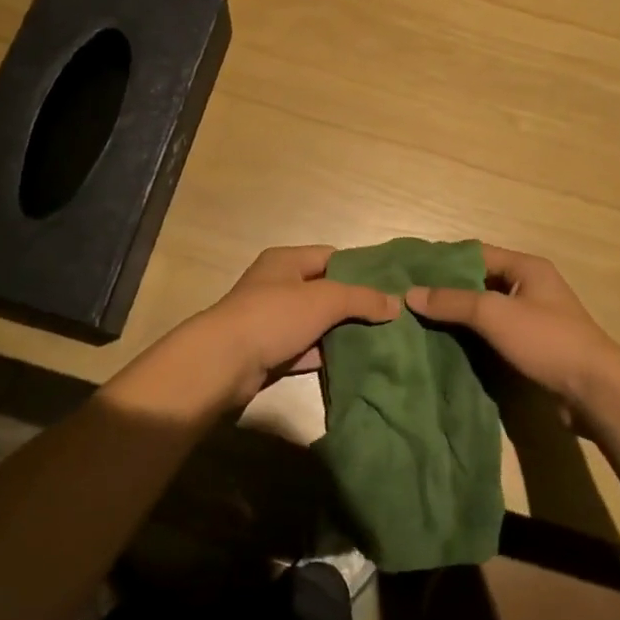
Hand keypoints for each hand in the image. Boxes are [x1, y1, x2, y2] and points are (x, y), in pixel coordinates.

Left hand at [175, 245, 400, 406]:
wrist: (223, 363)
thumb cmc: (274, 316)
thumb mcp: (325, 300)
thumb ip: (361, 299)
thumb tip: (396, 303)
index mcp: (286, 261)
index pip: (331, 257)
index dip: (360, 269)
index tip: (390, 285)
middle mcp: (277, 285)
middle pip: (324, 290)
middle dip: (354, 304)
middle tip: (391, 318)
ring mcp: (272, 320)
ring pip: (316, 322)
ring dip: (341, 332)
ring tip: (380, 340)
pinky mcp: (270, 351)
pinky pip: (305, 349)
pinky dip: (325, 355)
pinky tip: (354, 363)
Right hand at [406, 245, 619, 407]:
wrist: (595, 391)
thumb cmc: (546, 340)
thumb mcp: (495, 314)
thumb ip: (453, 302)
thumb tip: (410, 294)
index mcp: (526, 267)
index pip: (475, 253)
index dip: (443, 261)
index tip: (410, 271)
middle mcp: (530, 286)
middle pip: (479, 282)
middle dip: (447, 291)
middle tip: (409, 299)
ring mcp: (532, 318)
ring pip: (486, 310)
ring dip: (458, 317)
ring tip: (419, 323)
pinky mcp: (533, 347)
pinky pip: (494, 334)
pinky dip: (472, 338)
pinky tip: (445, 347)